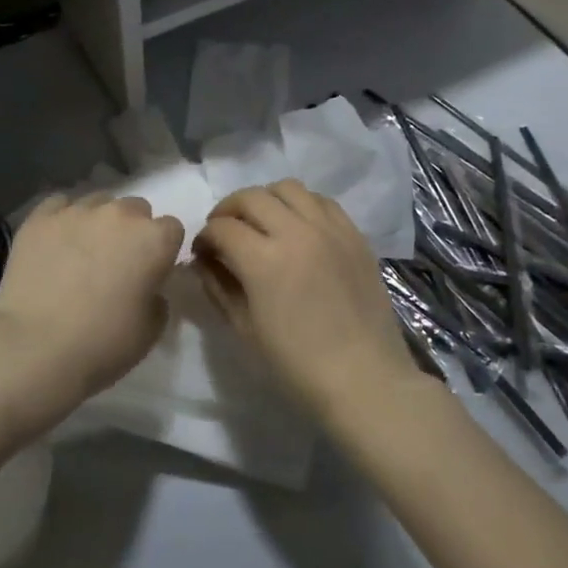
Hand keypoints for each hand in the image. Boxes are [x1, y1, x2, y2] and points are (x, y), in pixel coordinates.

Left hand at [0, 193, 183, 418]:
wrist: (34, 347)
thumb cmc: (102, 344)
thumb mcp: (150, 331)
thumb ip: (157, 298)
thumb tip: (147, 286)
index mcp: (154, 239)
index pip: (172, 229)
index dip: (162, 250)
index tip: (151, 272)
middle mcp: (120, 214)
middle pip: (136, 209)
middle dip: (131, 230)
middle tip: (116, 263)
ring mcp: (78, 211)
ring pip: (98, 203)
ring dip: (98, 223)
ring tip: (81, 253)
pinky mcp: (41, 217)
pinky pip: (59, 205)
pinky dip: (62, 219)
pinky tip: (54, 243)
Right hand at [193, 180, 416, 421]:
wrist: (365, 379)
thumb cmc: (297, 365)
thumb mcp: (245, 329)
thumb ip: (218, 287)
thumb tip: (204, 261)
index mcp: (264, 260)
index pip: (222, 227)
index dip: (205, 236)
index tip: (202, 252)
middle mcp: (296, 232)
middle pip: (251, 197)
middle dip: (228, 210)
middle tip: (224, 231)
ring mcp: (329, 229)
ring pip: (288, 188)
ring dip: (266, 200)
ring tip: (262, 223)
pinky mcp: (353, 234)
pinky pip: (321, 201)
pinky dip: (301, 205)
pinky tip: (297, 227)